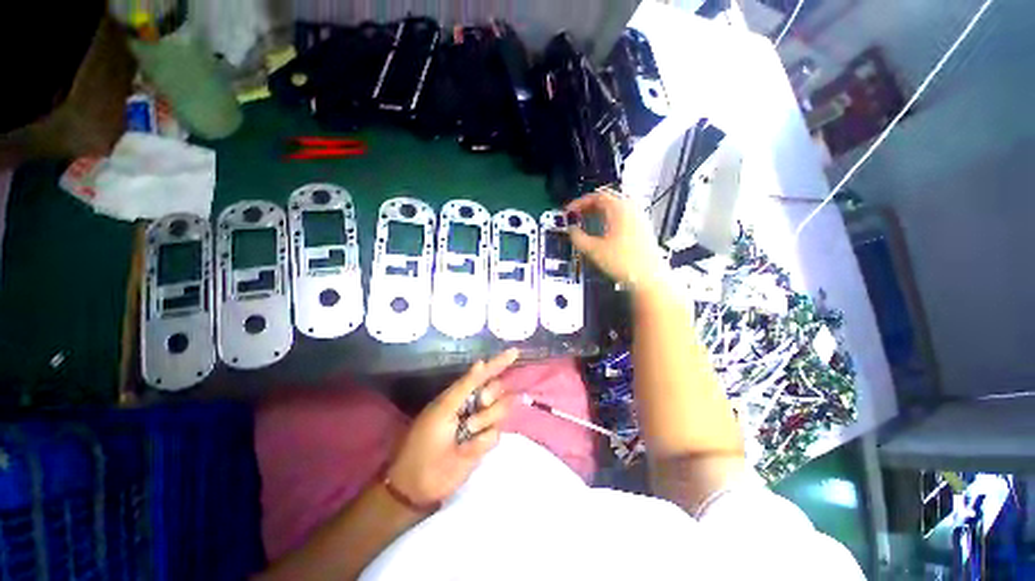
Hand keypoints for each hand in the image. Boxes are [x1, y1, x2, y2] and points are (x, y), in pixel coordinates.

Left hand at [386, 349, 519, 507]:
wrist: (420, 482)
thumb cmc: (426, 440)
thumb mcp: (444, 408)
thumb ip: (465, 386)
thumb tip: (481, 362)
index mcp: (461, 393)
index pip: (485, 373)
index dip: (499, 362)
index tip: (515, 352)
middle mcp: (474, 405)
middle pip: (497, 390)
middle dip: (491, 395)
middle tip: (480, 403)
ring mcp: (481, 425)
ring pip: (501, 410)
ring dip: (486, 419)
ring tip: (467, 432)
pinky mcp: (485, 443)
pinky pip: (496, 434)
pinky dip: (483, 440)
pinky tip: (469, 448)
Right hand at [566, 188, 666, 285]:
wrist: (649, 277)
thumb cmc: (623, 262)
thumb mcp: (594, 250)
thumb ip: (578, 237)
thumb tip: (571, 230)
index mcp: (620, 208)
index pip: (597, 196)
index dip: (579, 202)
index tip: (569, 211)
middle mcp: (632, 208)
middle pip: (607, 199)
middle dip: (589, 206)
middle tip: (577, 215)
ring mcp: (640, 217)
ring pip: (616, 206)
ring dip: (599, 211)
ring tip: (588, 221)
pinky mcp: (643, 228)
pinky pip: (623, 215)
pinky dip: (610, 218)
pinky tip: (604, 231)